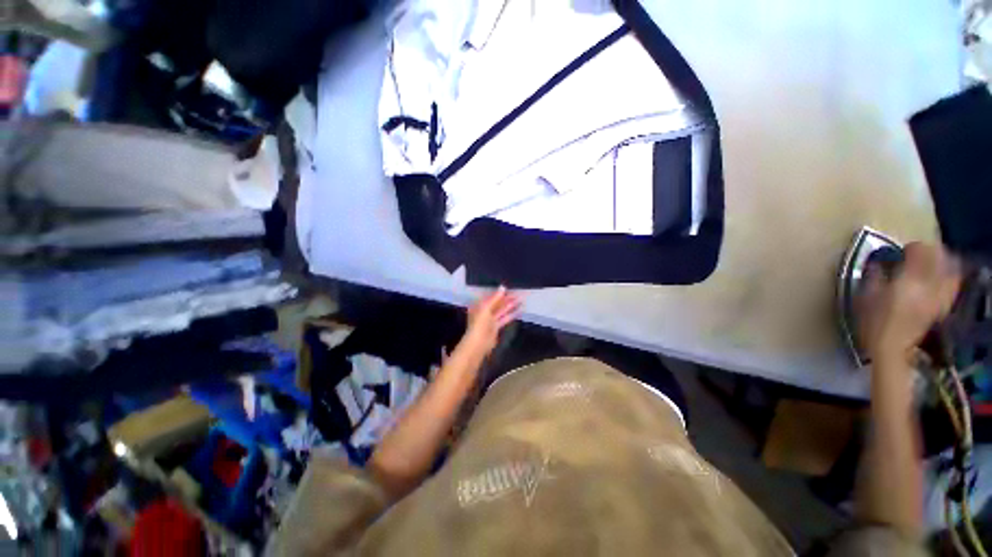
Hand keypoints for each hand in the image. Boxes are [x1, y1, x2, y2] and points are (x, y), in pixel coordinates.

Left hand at [462, 287, 521, 356]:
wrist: (479, 342)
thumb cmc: (480, 323)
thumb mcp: (486, 307)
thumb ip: (495, 297)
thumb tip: (503, 287)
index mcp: (479, 305)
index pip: (491, 296)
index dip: (500, 293)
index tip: (510, 288)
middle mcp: (484, 311)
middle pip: (497, 303)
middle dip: (507, 299)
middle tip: (519, 293)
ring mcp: (490, 319)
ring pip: (502, 310)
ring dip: (511, 305)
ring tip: (522, 300)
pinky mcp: (496, 327)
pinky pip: (505, 318)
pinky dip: (512, 314)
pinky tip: (520, 310)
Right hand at [857, 242, 960, 362]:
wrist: (892, 349)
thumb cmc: (873, 322)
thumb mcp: (865, 297)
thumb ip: (874, 277)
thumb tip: (879, 263)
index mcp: (909, 280)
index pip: (919, 251)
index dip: (911, 247)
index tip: (901, 251)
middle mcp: (930, 285)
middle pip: (939, 257)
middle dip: (930, 252)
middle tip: (917, 254)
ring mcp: (939, 296)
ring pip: (950, 269)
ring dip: (943, 262)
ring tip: (932, 263)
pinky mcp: (942, 306)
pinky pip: (952, 284)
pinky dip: (949, 277)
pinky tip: (941, 278)